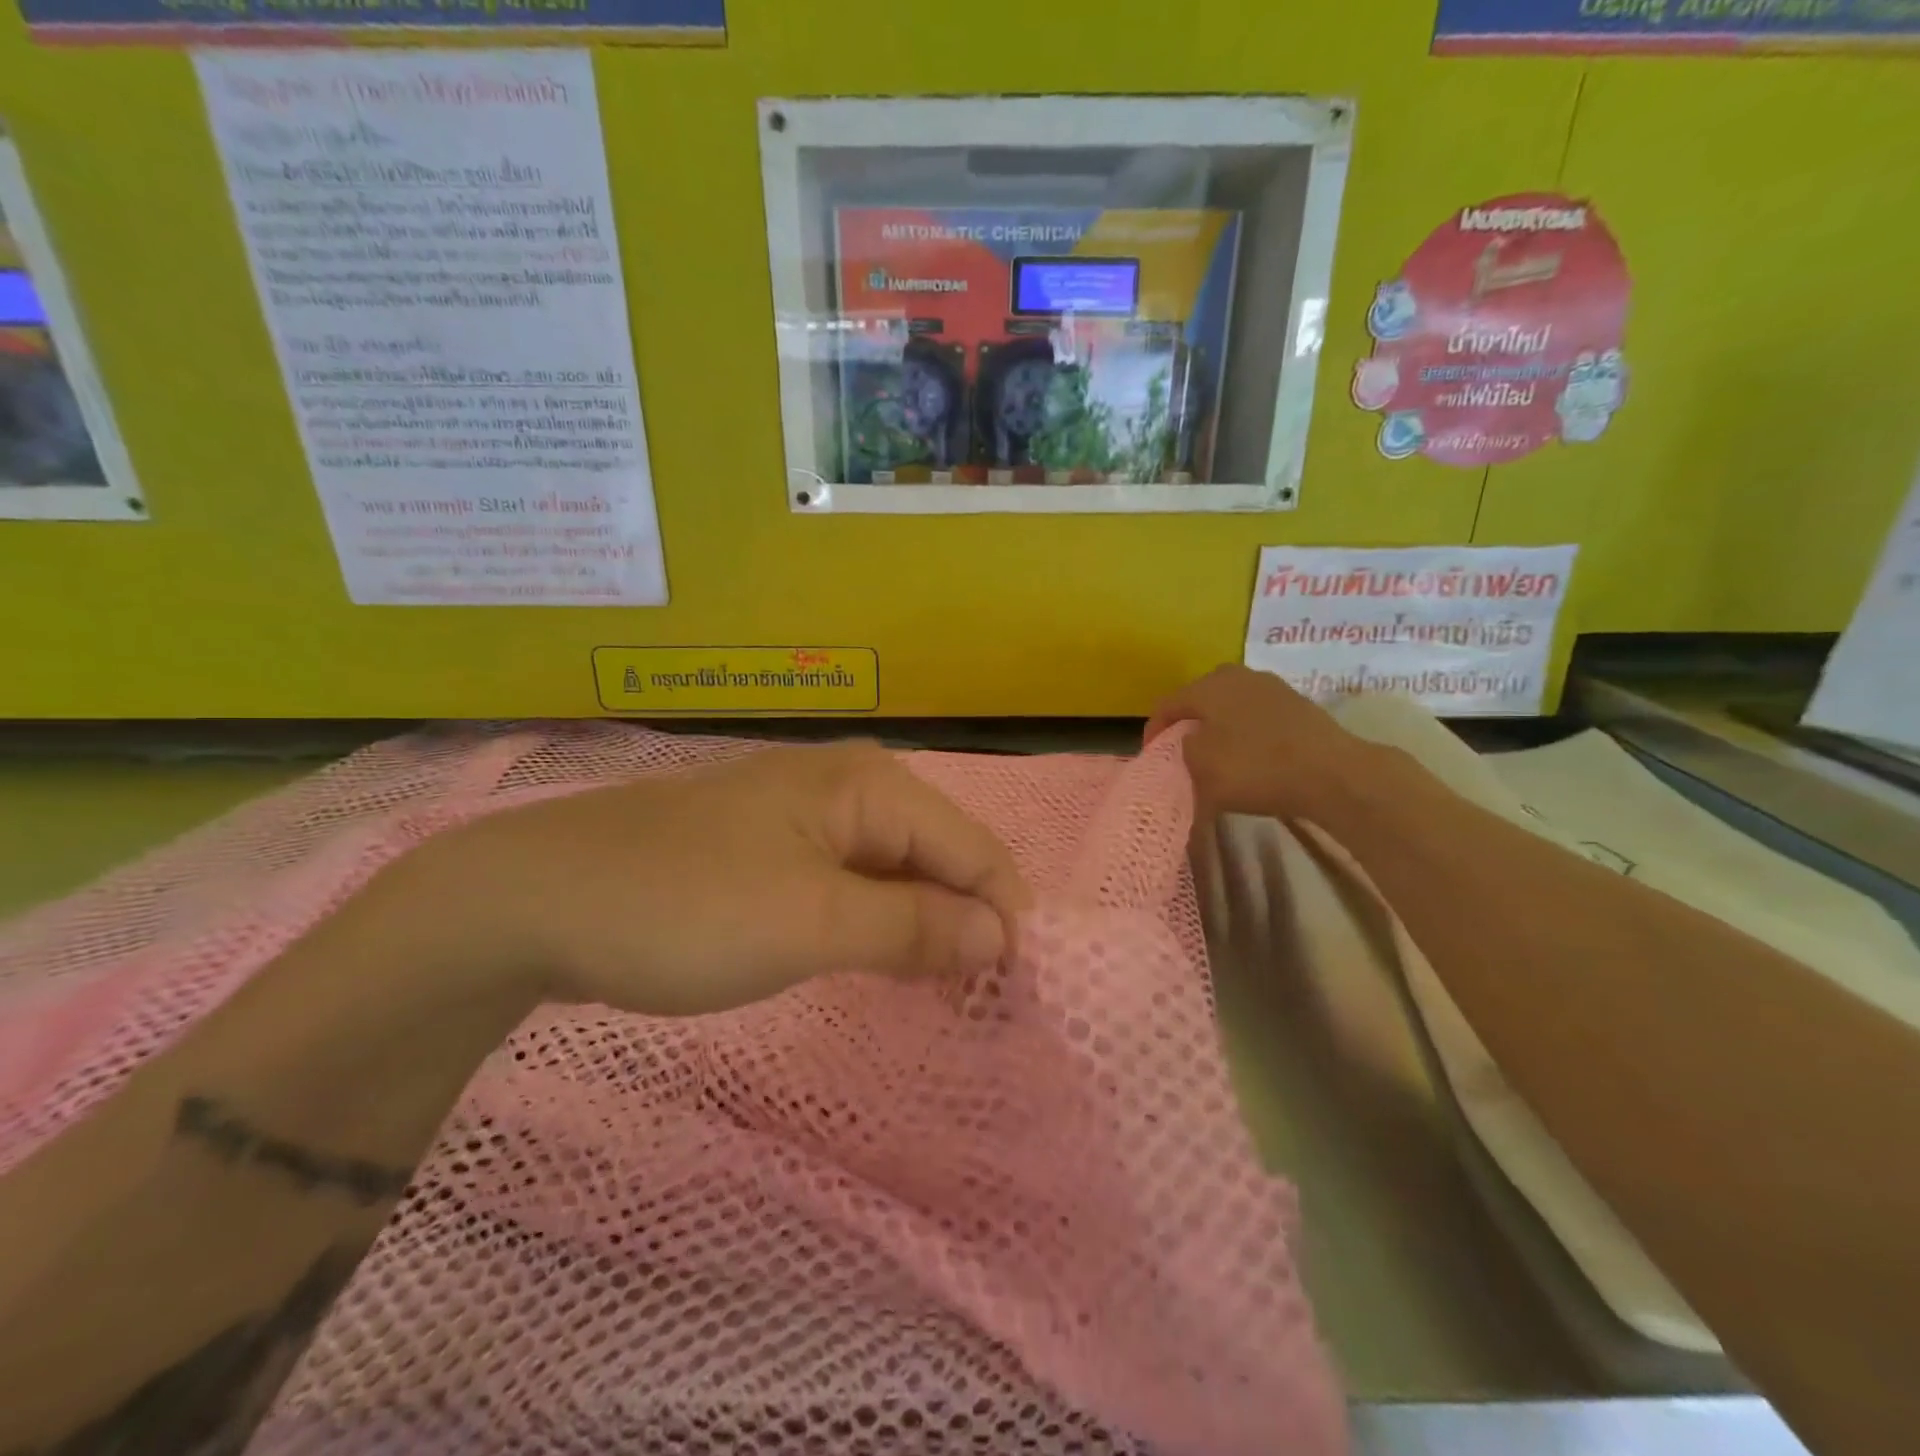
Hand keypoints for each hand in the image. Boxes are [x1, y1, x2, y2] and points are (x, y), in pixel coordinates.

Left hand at [416, 741, 1031, 1016]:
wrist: (534, 900)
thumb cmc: (683, 906)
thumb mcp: (810, 922)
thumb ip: (915, 925)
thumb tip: (1002, 936)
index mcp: (872, 786)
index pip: (975, 850)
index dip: (1005, 919)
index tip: (1018, 997)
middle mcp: (853, 787)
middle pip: (942, 857)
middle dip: (969, 925)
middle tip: (984, 1008)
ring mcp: (812, 816)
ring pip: (899, 873)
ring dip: (927, 930)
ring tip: (946, 996)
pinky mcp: (779, 849)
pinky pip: (856, 884)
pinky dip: (880, 925)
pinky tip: (886, 964)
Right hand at [1146, 665, 1381, 821]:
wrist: (1332, 774)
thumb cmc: (1255, 767)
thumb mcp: (1200, 768)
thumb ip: (1182, 753)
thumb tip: (1190, 745)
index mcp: (1208, 685)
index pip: (1166, 705)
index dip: (1153, 733)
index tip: (1152, 759)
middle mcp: (1237, 676)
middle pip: (1199, 701)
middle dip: (1187, 727)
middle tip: (1182, 755)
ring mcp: (1271, 688)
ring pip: (1229, 708)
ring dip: (1218, 730)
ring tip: (1216, 758)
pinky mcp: (1297, 706)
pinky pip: (1256, 718)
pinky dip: (1245, 735)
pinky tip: (1250, 759)